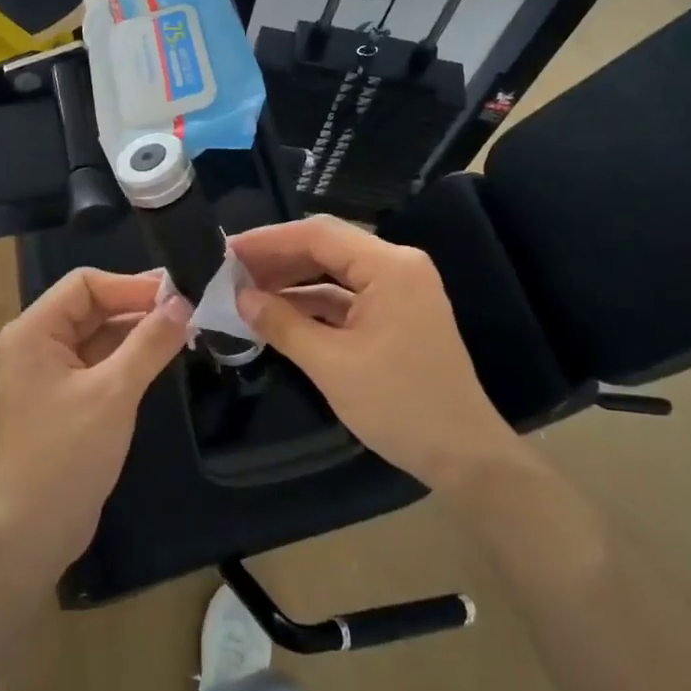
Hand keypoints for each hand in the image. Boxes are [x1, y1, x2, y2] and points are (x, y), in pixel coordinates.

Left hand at [0, 269, 190, 576]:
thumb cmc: (67, 454)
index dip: (131, 285)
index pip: (85, 284)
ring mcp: (51, 371)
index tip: (178, 294)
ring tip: (186, 328)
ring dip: (138, 330)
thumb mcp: (114, 393)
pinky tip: (164, 354)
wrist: (34, 530)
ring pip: (99, 333)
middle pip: (92, 306)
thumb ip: (149, 343)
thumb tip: (184, 302)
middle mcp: (37, 342)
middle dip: (138, 305)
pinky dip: (130, 355)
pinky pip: (101, 360)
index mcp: (34, 331)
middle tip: (191, 307)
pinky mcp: (66, 395)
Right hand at [231, 215, 516, 492]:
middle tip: (229, 272)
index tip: (226, 252)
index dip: (268, 240)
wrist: (463, 456)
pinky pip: (345, 297)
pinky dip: (311, 304)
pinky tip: (276, 313)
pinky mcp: (395, 315)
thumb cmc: (399, 405)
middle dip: (277, 259)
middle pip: (326, 248)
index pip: (319, 235)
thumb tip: (240, 298)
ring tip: (244, 291)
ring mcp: (398, 291)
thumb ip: (282, 324)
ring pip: (333, 273)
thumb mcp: (331, 365)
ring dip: (291, 281)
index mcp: (390, 267)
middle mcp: (397, 267)